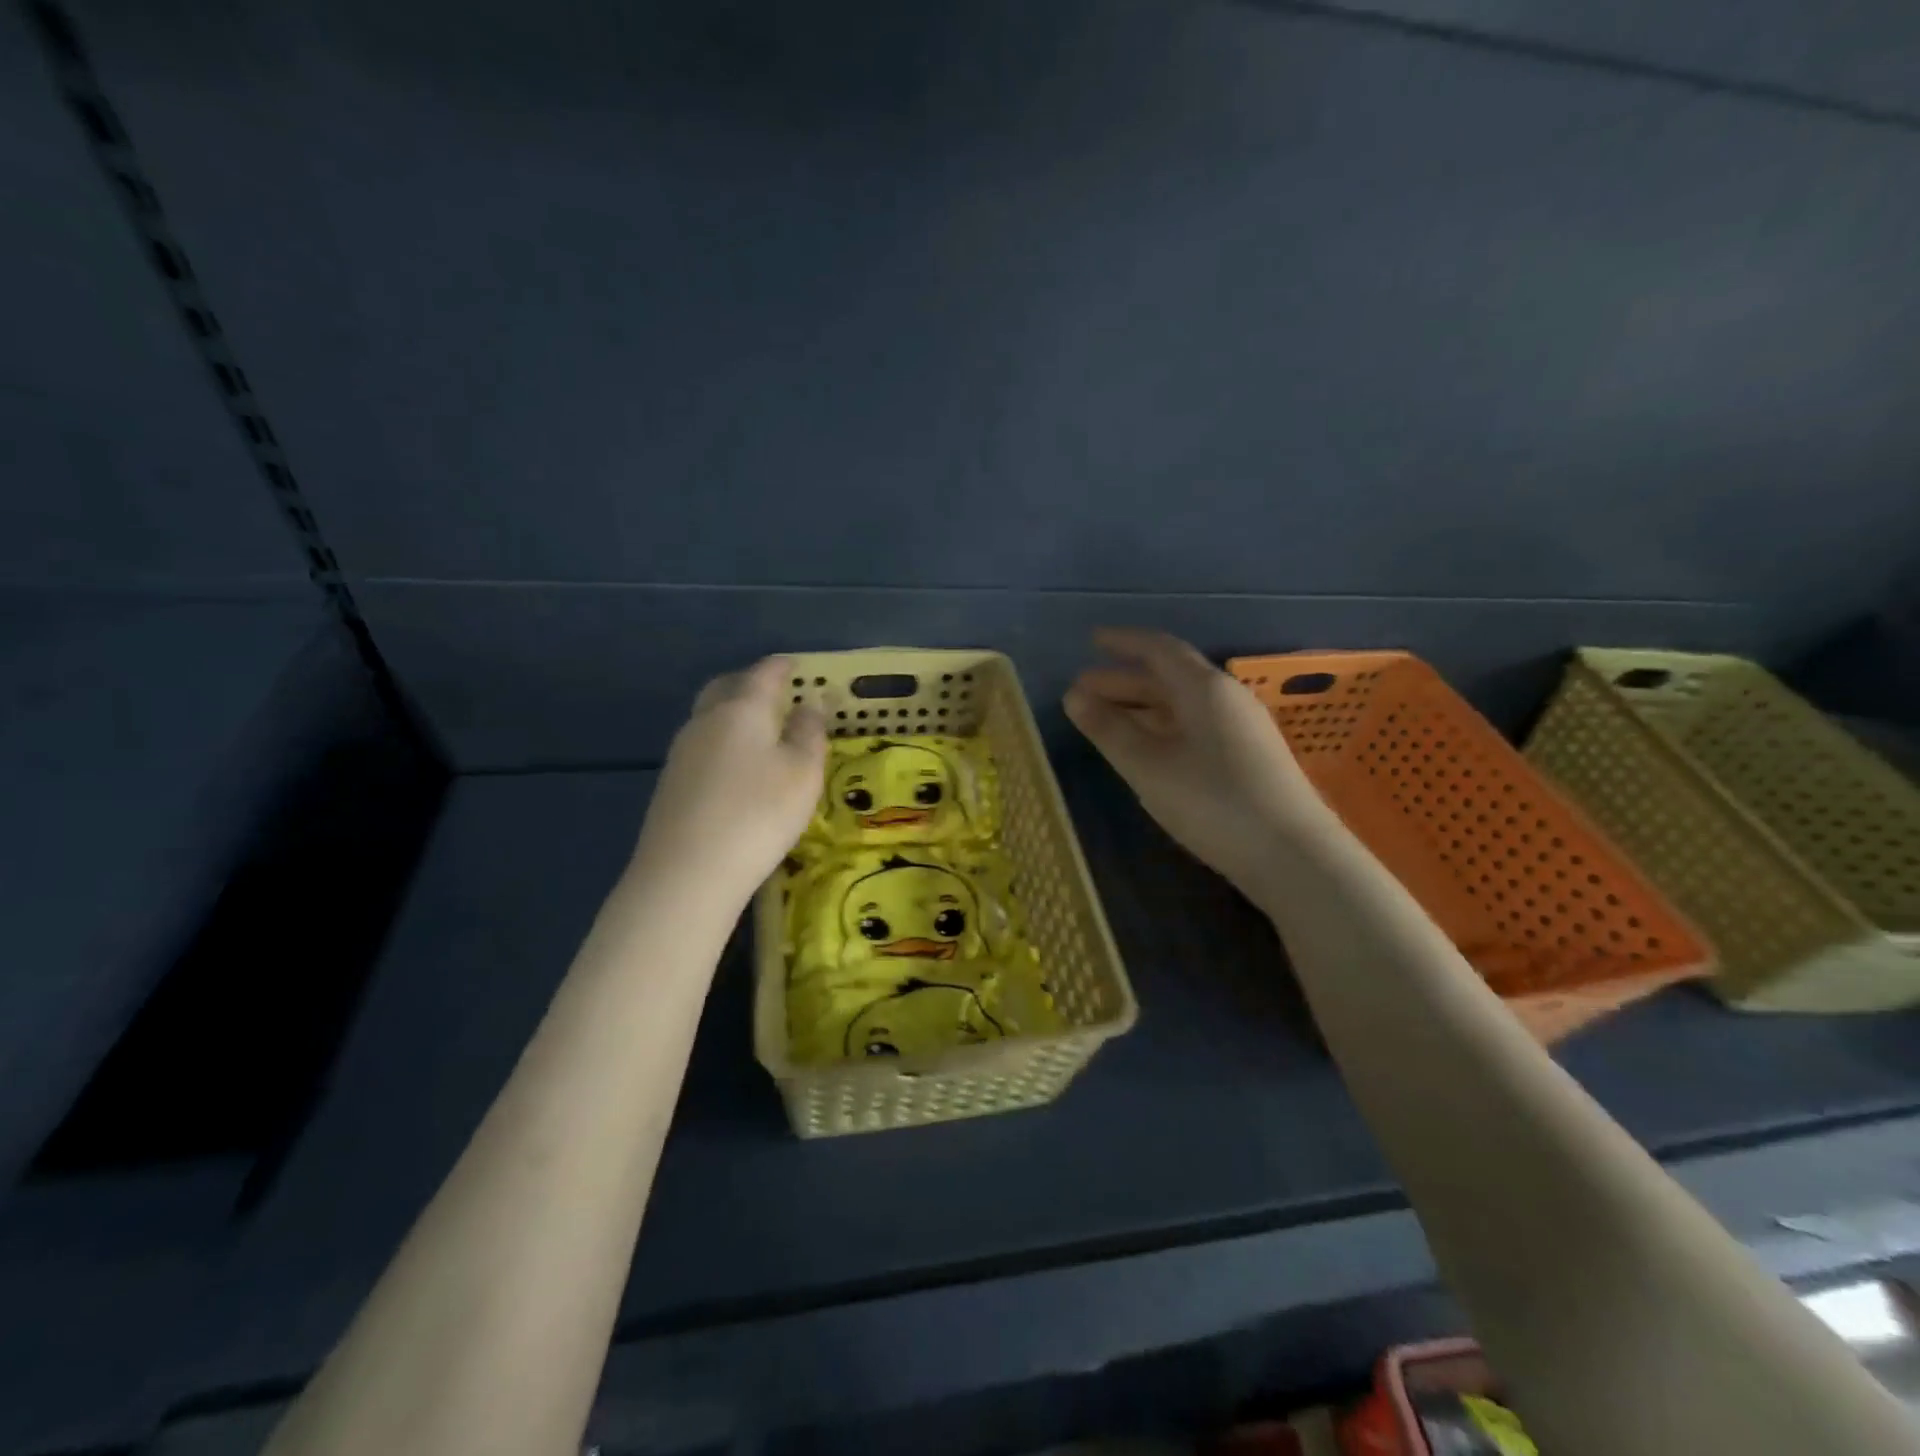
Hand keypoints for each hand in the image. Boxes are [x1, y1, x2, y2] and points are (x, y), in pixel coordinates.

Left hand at [633, 657, 826, 913]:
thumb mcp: (803, 773)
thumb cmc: (759, 813)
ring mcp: (682, 752)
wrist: (688, 872)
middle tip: (773, 692)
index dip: (782, 667)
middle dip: (749, 683)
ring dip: (733, 714)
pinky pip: (702, 746)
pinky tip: (735, 767)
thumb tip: (810, 703)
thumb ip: (809, 733)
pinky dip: (722, 742)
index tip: (795, 665)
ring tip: (759, 730)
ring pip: (709, 717)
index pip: (763, 674)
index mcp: (742, 709)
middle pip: (726, 688)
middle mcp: (706, 721)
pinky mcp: (671, 783)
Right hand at [1065, 629, 1326, 904]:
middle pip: (1169, 677)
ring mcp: (1241, 729)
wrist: (1292, 856)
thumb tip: (1073, 695)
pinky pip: (1194, 726)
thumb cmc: (1212, 802)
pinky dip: (1162, 727)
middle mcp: (1226, 699)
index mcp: (1204, 688)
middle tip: (1082, 691)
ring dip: (1141, 706)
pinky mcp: (1248, 758)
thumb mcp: (1148, 766)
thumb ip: (1109, 729)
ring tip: (1104, 720)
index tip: (1091, 641)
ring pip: (1182, 705)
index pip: (1159, 649)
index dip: (1123, 642)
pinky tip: (1146, 749)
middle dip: (1123, 680)